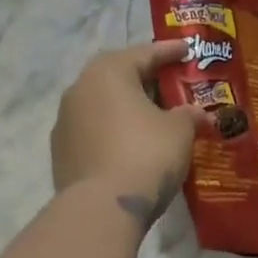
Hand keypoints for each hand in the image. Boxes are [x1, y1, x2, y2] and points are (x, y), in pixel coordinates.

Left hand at [51, 39, 213, 224]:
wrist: (102, 208)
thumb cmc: (146, 153)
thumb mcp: (180, 130)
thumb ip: (189, 114)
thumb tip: (196, 113)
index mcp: (108, 73)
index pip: (144, 53)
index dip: (170, 51)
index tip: (188, 49)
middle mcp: (79, 90)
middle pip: (118, 76)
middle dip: (145, 78)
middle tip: (171, 82)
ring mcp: (65, 123)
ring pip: (103, 105)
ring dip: (127, 107)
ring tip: (154, 116)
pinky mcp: (61, 153)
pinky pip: (95, 131)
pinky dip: (115, 131)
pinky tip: (134, 144)